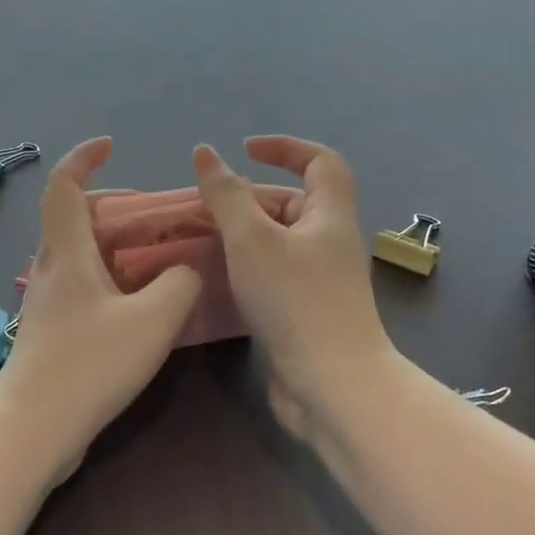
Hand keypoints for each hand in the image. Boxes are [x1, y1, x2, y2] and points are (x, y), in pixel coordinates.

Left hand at [0, 138, 202, 482]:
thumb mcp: (152, 320)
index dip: (84, 157)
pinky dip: (112, 274)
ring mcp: (48, 300)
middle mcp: (52, 267)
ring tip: (157, 255)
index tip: (110, 145)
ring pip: (80, 252)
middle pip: (74, 216)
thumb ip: (180, 284)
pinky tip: (141, 301)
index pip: (64, 185)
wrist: (33, 428)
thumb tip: (185, 270)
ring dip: (116, 243)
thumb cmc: (89, 364)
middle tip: (154, 215)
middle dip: (114, 205)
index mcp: (67, 251)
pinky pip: (84, 283)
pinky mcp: (52, 329)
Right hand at [192, 136, 393, 439]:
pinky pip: (275, 274)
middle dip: (250, 198)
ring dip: (244, 235)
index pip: (320, 161)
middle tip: (205, 207)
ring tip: (202, 239)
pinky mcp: (308, 312)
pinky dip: (248, 267)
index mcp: (330, 215)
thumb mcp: (252, 238)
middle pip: (293, 202)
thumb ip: (226, 195)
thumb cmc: (295, 300)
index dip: (285, 147)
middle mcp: (331, 242)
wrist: (332, 386)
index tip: (244, 150)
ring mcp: (321, 281)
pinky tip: (219, 279)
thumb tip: (205, 153)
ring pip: (280, 242)